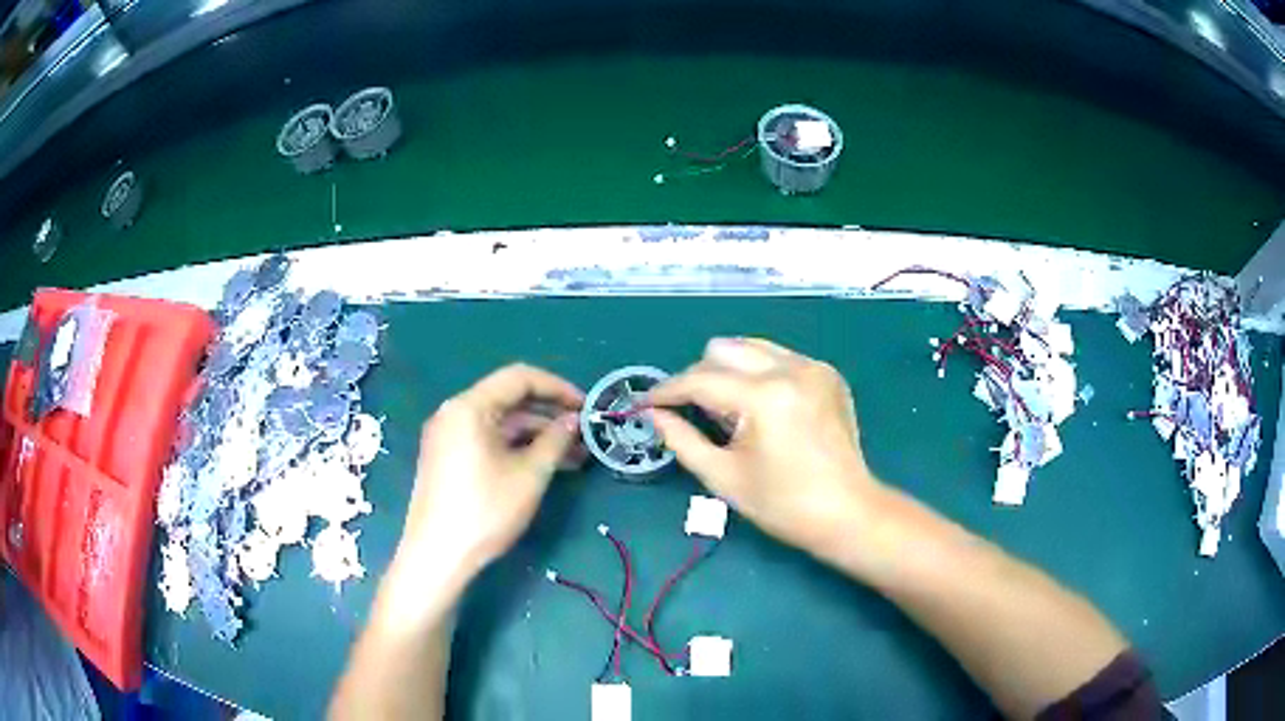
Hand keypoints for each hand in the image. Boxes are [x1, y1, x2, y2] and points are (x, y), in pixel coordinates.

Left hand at [397, 364, 584, 574]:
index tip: (587, 408)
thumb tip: (573, 421)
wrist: (438, 555)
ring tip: (575, 457)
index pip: (519, 378)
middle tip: (584, 434)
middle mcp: (454, 413)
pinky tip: (544, 466)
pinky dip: (516, 448)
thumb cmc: (485, 511)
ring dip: (536, 435)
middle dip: (549, 415)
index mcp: (469, 407)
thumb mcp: (529, 475)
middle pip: (508, 400)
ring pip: (500, 424)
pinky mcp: (447, 458)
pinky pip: (488, 441)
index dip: (558, 388)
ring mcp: (447, 437)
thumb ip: (555, 440)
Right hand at [648, 338, 880, 553]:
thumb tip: (654, 415)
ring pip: (752, 347)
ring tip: (729, 410)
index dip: (666, 391)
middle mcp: (791, 368)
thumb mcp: (723, 477)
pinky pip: (780, 358)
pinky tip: (763, 409)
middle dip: (698, 377)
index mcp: (764, 397)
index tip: (644, 403)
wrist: (847, 512)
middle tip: (690, 411)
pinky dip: (760, 375)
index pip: (700, 380)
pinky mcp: (827, 374)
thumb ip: (681, 440)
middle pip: (724, 349)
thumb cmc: (783, 504)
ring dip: (729, 370)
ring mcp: (813, 367)